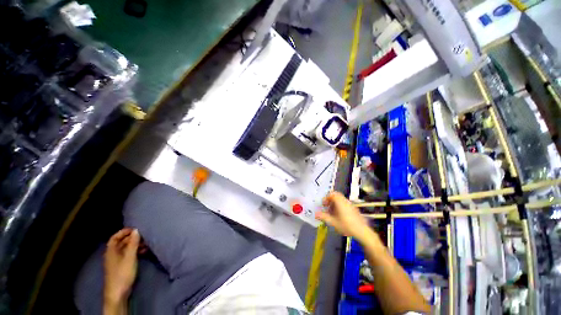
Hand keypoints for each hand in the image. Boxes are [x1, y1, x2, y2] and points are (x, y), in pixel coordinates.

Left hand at [104, 228, 139, 306]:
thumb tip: (136, 230)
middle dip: (132, 238)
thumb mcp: (129, 257)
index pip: (115, 237)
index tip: (135, 228)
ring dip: (136, 245)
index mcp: (111, 251)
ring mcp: (117, 261)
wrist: (118, 293)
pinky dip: (136, 251)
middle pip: (121, 242)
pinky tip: (144, 252)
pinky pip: (129, 255)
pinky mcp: (122, 267)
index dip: (123, 232)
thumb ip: (133, 243)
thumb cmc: (122, 273)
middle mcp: (113, 254)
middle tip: (144, 235)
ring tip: (147, 243)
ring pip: (126, 249)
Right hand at [315, 192, 372, 241]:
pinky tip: (340, 216)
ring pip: (341, 200)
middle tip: (327, 207)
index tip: (324, 204)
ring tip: (332, 212)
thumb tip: (315, 214)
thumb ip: (324, 217)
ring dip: (335, 203)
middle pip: (337, 196)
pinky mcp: (354, 209)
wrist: (362, 231)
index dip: (326, 198)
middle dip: (330, 200)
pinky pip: (345, 204)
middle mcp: (345, 201)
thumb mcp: (333, 222)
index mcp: (340, 202)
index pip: (332, 194)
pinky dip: (340, 206)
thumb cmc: (346, 225)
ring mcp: (351, 205)